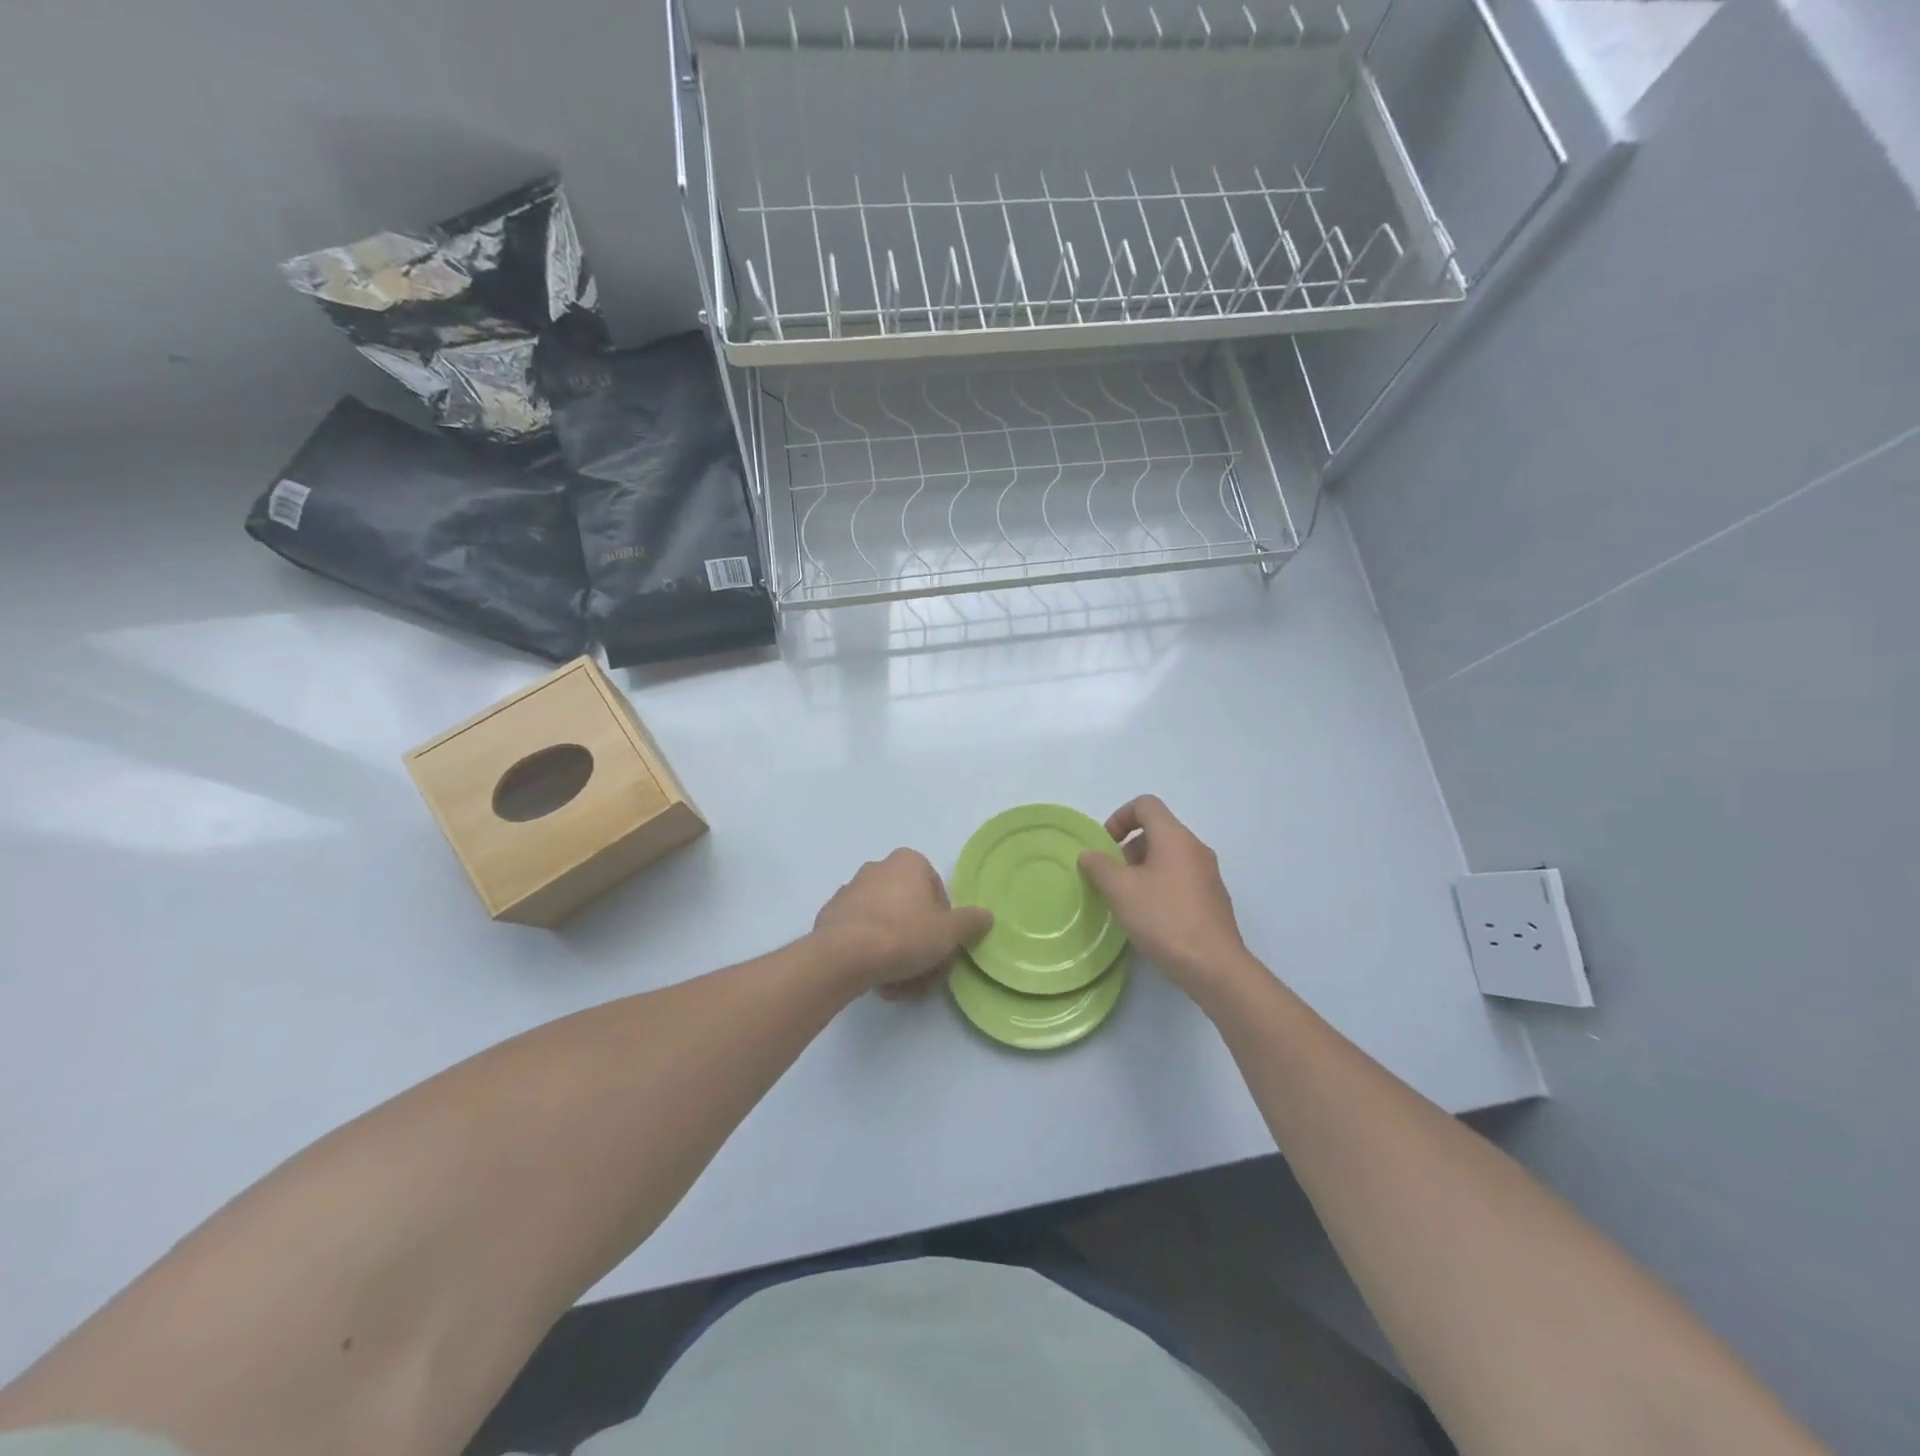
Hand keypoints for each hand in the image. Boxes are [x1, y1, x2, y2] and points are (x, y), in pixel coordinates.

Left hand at [813, 849, 992, 996]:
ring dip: (896, 953)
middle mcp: (877, 868)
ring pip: (886, 925)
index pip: (936, 892)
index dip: (944, 923)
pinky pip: (861, 934)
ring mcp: (850, 891)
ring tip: (900, 984)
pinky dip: (871, 954)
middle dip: (919, 943)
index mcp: (908, 862)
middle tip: (923, 973)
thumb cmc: (904, 935)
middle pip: (910, 910)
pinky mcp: (831, 915)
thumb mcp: (949, 933)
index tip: (941, 948)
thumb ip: (970, 922)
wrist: (844, 956)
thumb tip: (986, 915)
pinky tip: (876, 979)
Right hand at [1078, 796, 1253, 1000]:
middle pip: (1157, 830)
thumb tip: (1089, 854)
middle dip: (1128, 848)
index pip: (1146, 805)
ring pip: (1169, 856)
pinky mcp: (1213, 899)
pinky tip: (1150, 917)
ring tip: (1127, 899)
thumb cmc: (1164, 919)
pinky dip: (1160, 885)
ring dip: (1143, 868)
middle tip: (1112, 876)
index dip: (1120, 817)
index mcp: (1175, 837)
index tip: (1105, 845)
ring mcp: (1208, 874)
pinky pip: (1181, 878)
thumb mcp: (1120, 891)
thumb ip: (1099, 866)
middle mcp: (1195, 848)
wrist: (1215, 967)